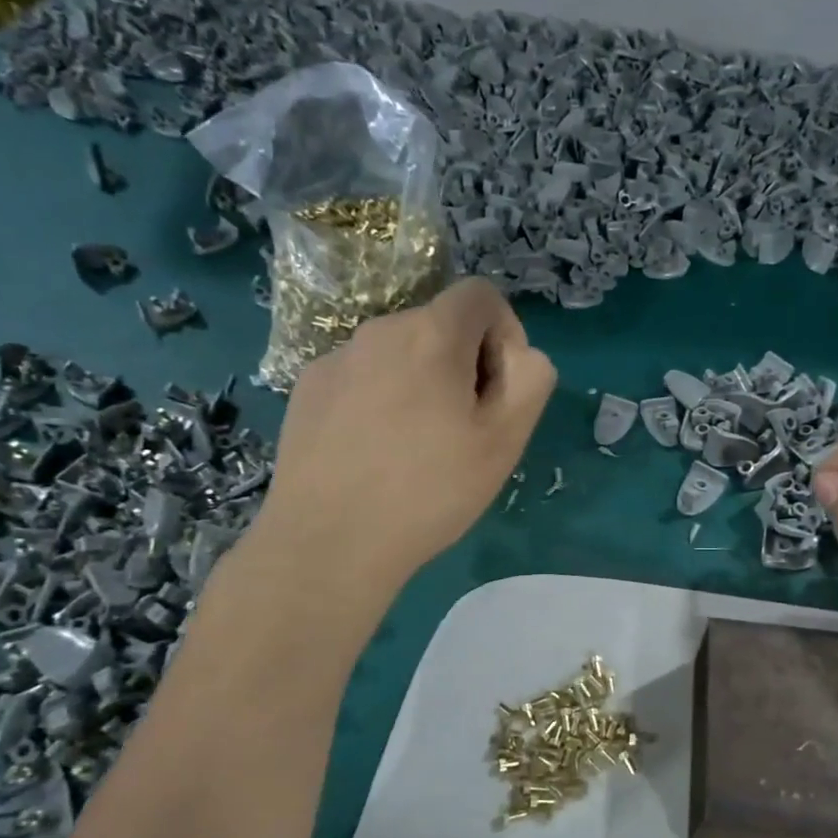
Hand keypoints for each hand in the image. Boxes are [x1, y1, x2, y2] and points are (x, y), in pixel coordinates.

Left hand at [250, 278, 554, 602]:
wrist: (329, 542)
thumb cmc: (429, 492)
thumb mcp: (505, 441)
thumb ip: (530, 380)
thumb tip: (520, 356)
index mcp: (432, 335)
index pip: (481, 295)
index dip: (505, 333)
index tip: (500, 389)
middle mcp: (379, 331)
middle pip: (439, 326)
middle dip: (463, 364)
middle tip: (463, 430)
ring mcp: (335, 359)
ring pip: (398, 354)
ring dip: (420, 383)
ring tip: (415, 448)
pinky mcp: (307, 390)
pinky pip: (361, 378)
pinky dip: (379, 399)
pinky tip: (372, 453)